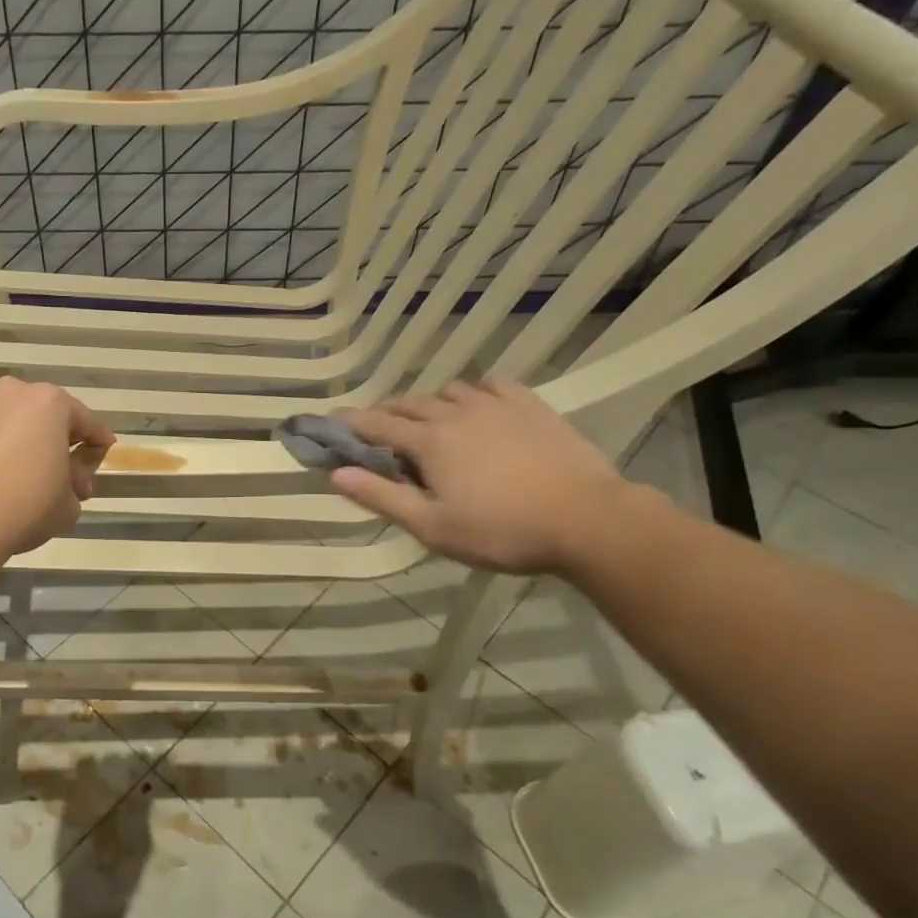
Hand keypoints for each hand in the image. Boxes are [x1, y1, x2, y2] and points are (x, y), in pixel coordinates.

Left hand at [0, 378, 114, 560]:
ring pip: (5, 420)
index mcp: (50, 403)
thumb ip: (76, 482)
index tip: (103, 454)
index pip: (86, 421)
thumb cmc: (26, 506)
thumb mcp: (69, 503)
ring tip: (16, 472)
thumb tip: (69, 480)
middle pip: (43, 414)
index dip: (98, 441)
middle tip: (60, 471)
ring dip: (16, 439)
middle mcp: (11, 392)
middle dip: (54, 439)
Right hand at [331, 380, 630, 575]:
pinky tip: (477, 406)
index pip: (376, 424)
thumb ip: (382, 497)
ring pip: (449, 391)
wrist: (587, 520)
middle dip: (387, 413)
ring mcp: (496, 405)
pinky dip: (474, 393)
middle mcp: (456, 413)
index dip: (350, 422)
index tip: (330, 421)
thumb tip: (337, 474)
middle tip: (377, 430)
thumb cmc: (501, 531)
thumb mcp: (432, 527)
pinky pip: (492, 385)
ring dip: (429, 403)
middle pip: (410, 403)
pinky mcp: (531, 406)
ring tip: (429, 422)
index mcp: (429, 442)